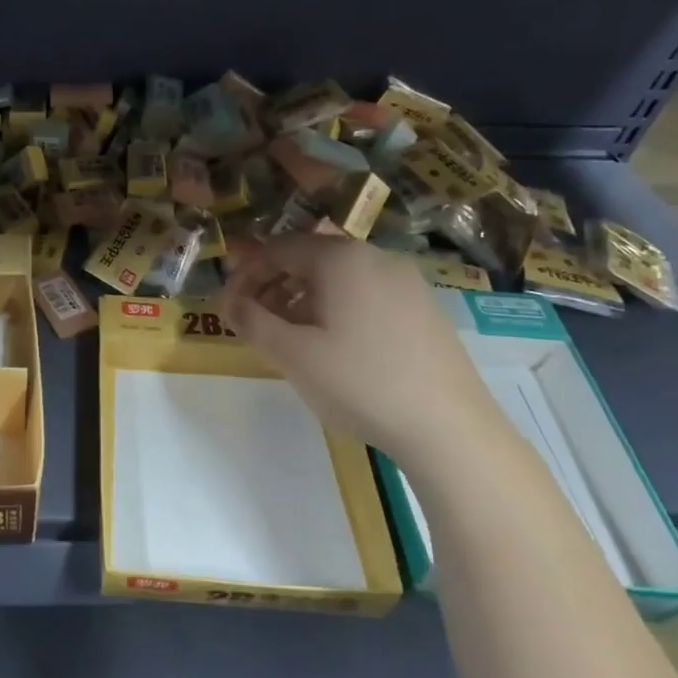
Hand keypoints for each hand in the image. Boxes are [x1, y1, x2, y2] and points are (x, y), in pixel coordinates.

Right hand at [221, 236, 505, 476]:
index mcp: (341, 258)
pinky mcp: (424, 308)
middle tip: (253, 319)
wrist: (450, 428)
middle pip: (310, 258)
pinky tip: (333, 345)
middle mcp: (375, 257)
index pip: (278, 249)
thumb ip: (251, 321)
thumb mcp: (292, 354)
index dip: (245, 274)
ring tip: (288, 336)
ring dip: (303, 298)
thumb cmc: (360, 383)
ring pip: (339, 277)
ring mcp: (406, 282)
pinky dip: (336, 307)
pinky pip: (366, 293)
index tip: (227, 305)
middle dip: (273, 285)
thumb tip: (229, 302)